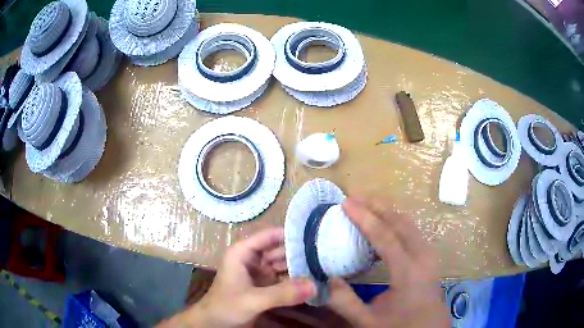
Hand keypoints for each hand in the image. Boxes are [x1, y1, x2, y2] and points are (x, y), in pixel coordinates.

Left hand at [158, 227, 315, 327]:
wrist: (214, 324)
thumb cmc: (225, 306)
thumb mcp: (252, 300)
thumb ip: (282, 294)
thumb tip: (314, 285)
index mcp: (243, 252)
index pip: (270, 235)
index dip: (291, 234)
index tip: (316, 236)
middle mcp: (253, 258)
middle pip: (280, 249)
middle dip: (300, 252)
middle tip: (327, 254)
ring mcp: (260, 272)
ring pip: (283, 264)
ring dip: (300, 267)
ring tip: (325, 266)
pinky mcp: (265, 286)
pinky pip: (284, 278)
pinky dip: (296, 280)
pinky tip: (314, 280)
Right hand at [327, 197, 449, 327]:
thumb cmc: (400, 326)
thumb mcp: (368, 321)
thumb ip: (345, 302)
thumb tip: (326, 279)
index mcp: (408, 271)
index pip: (385, 236)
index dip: (364, 217)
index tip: (346, 202)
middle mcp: (422, 255)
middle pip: (400, 221)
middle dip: (377, 205)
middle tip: (354, 197)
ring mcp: (429, 254)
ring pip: (408, 223)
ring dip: (387, 211)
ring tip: (365, 205)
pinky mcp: (429, 256)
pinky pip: (412, 230)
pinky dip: (395, 221)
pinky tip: (382, 225)